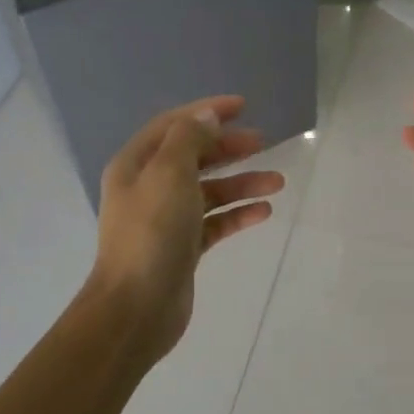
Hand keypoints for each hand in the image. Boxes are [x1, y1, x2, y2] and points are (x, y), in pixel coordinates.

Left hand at [90, 96, 284, 362]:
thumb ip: (189, 139)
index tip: (243, 105)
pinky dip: (237, 214)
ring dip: (241, 183)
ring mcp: (166, 219)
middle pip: (193, 156)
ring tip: (277, 182)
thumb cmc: (151, 233)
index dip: (207, 112)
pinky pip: (215, 222)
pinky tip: (263, 212)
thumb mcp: (169, 174)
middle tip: (263, 142)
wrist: (136, 307)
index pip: (174, 125)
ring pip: (209, 191)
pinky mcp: (183, 247)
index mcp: (136, 165)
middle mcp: (148, 188)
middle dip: (228, 147)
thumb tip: (207, 117)